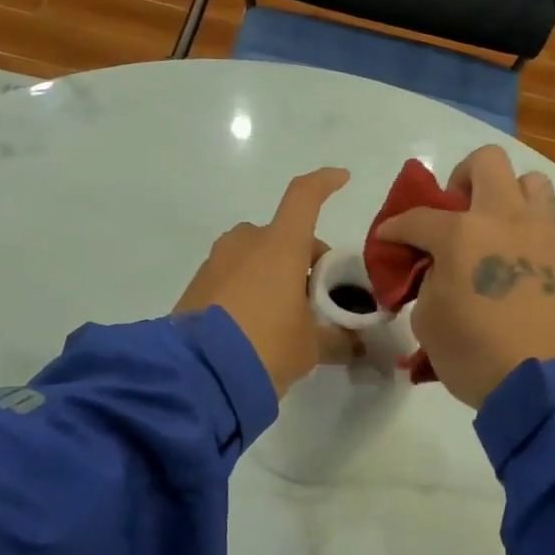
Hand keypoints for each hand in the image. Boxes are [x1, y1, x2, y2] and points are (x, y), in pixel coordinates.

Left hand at [174, 167, 361, 397]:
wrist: (197, 375)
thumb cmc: (266, 347)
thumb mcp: (311, 347)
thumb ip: (338, 339)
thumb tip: (358, 346)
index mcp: (280, 246)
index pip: (304, 197)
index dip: (324, 184)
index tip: (341, 178)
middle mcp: (246, 243)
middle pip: (282, 234)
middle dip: (302, 256)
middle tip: (317, 293)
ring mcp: (216, 262)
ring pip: (254, 254)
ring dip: (273, 271)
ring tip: (284, 312)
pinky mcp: (196, 286)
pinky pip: (231, 275)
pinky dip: (248, 287)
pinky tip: (255, 324)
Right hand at [377, 146, 554, 408]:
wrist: (550, 388)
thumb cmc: (477, 356)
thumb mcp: (429, 323)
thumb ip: (429, 285)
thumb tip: (440, 273)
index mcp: (462, 234)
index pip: (418, 217)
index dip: (396, 227)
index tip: (389, 239)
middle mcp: (507, 221)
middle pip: (486, 162)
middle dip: (462, 180)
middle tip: (454, 214)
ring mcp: (547, 237)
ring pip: (531, 184)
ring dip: (508, 198)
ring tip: (496, 232)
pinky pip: (551, 232)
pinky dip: (530, 241)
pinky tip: (522, 275)